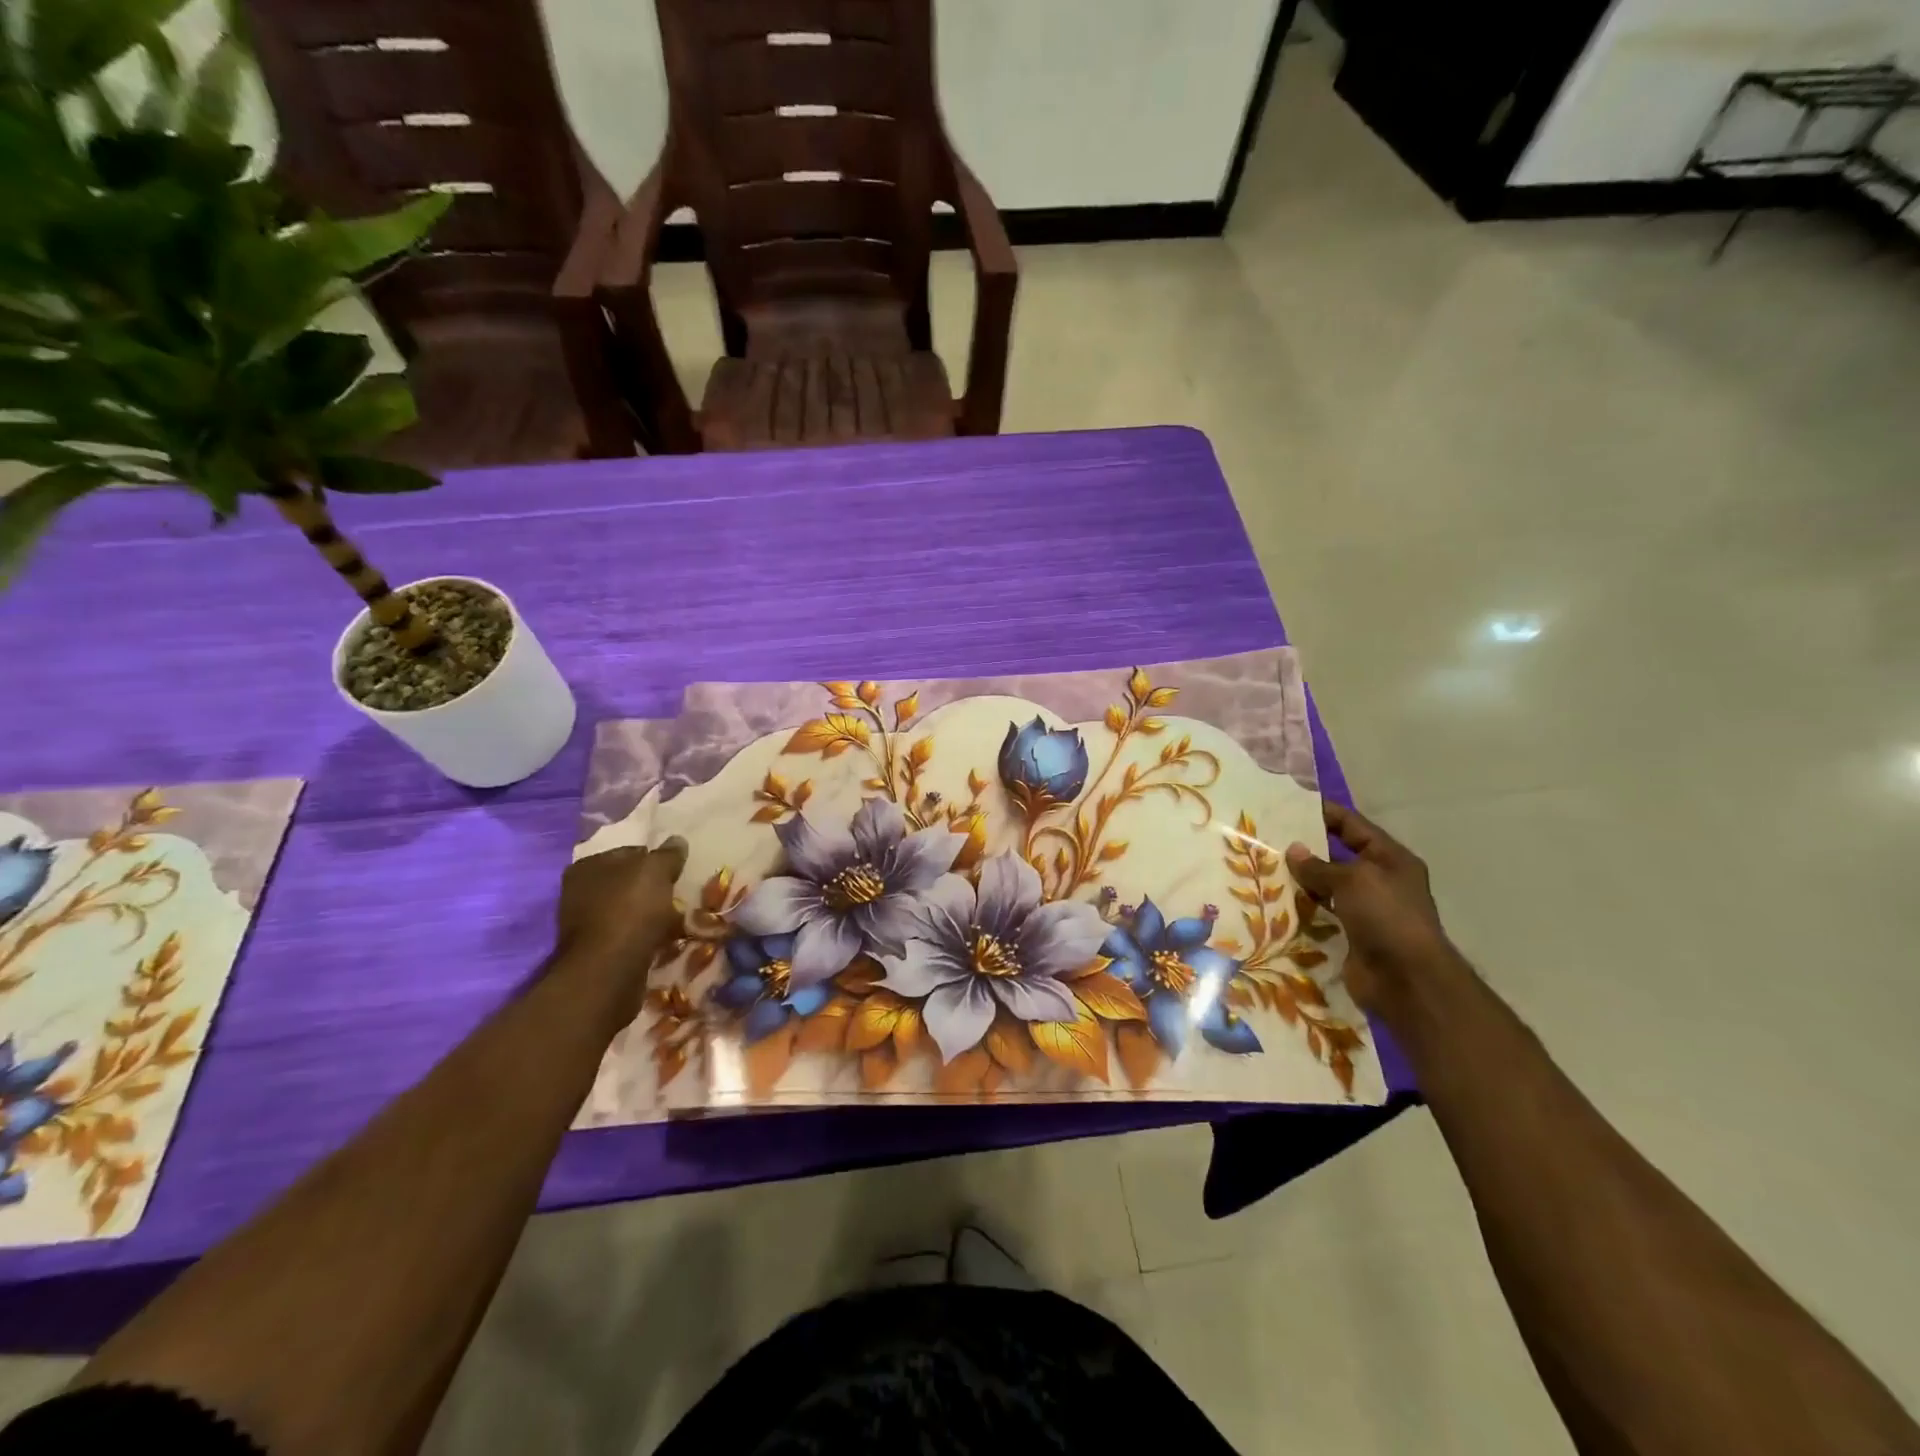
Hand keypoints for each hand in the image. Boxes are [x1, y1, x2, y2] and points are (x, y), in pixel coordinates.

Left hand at [554, 839, 687, 991]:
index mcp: (588, 865)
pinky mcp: (595, 950)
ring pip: (629, 910)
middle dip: (653, 888)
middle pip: (628, 882)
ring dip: (650, 914)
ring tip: (676, 919)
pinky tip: (662, 939)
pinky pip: (628, 934)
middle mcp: (579, 891)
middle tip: (679, 894)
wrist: (609, 970)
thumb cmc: (630, 909)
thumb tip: (677, 841)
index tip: (678, 871)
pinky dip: (644, 935)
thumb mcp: (656, 870)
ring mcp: (584, 923)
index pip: (630, 852)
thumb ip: (668, 854)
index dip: (656, 859)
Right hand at [1285, 803, 1469, 1023]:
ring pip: (1327, 886)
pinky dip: (1303, 909)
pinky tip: (1275, 902)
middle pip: (1338, 856)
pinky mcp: (1351, 935)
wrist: (1406, 980)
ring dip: (1301, 881)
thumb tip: (1293, 850)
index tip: (1290, 806)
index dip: (1324, 813)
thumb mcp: (1353, 880)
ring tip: (1264, 868)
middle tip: (1267, 838)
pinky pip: (1322, 914)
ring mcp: (1366, 910)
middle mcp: (1380, 880)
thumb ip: (1319, 865)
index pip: (1353, 825)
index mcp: (1390, 859)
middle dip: (1306, 849)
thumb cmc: (1386, 916)